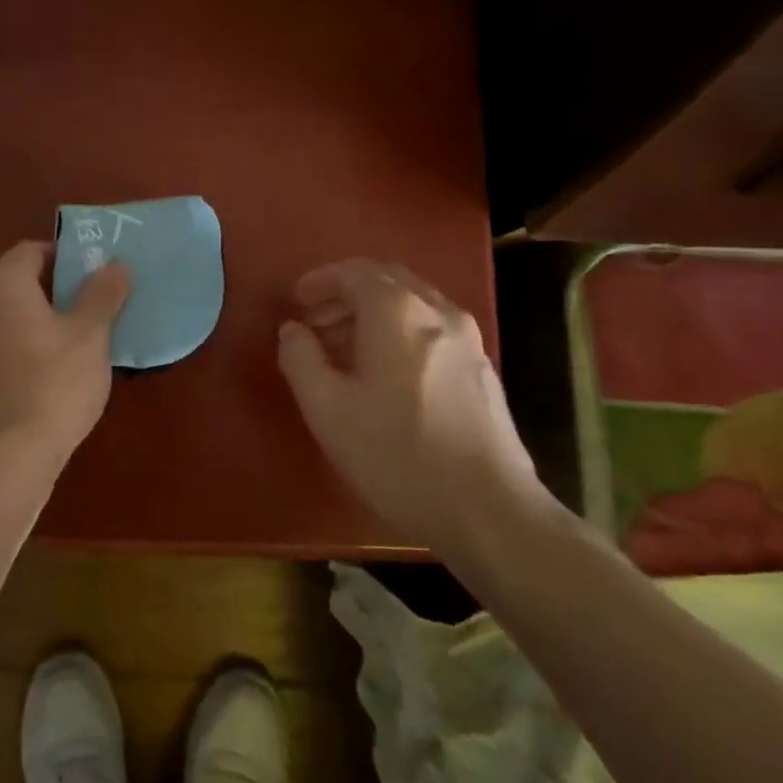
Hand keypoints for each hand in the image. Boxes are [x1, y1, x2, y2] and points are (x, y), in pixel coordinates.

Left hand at [0, 240, 131, 458]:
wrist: (4, 459)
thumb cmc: (53, 384)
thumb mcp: (91, 335)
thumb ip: (102, 294)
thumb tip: (114, 264)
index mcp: (0, 285)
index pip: (31, 250)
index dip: (65, 257)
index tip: (95, 275)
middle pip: (17, 284)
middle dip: (54, 291)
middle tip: (93, 308)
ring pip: (6, 319)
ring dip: (37, 323)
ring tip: (75, 344)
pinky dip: (21, 351)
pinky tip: (48, 376)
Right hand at [276, 258, 549, 563]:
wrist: (488, 511)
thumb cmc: (397, 454)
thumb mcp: (327, 409)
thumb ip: (300, 358)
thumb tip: (293, 330)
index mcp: (398, 311)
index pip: (354, 271)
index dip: (320, 280)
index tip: (296, 300)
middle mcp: (437, 311)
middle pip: (387, 280)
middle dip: (346, 294)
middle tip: (316, 323)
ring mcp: (467, 339)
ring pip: (412, 304)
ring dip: (373, 314)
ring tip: (343, 351)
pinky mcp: (481, 368)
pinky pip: (431, 329)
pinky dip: (399, 332)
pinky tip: (383, 375)